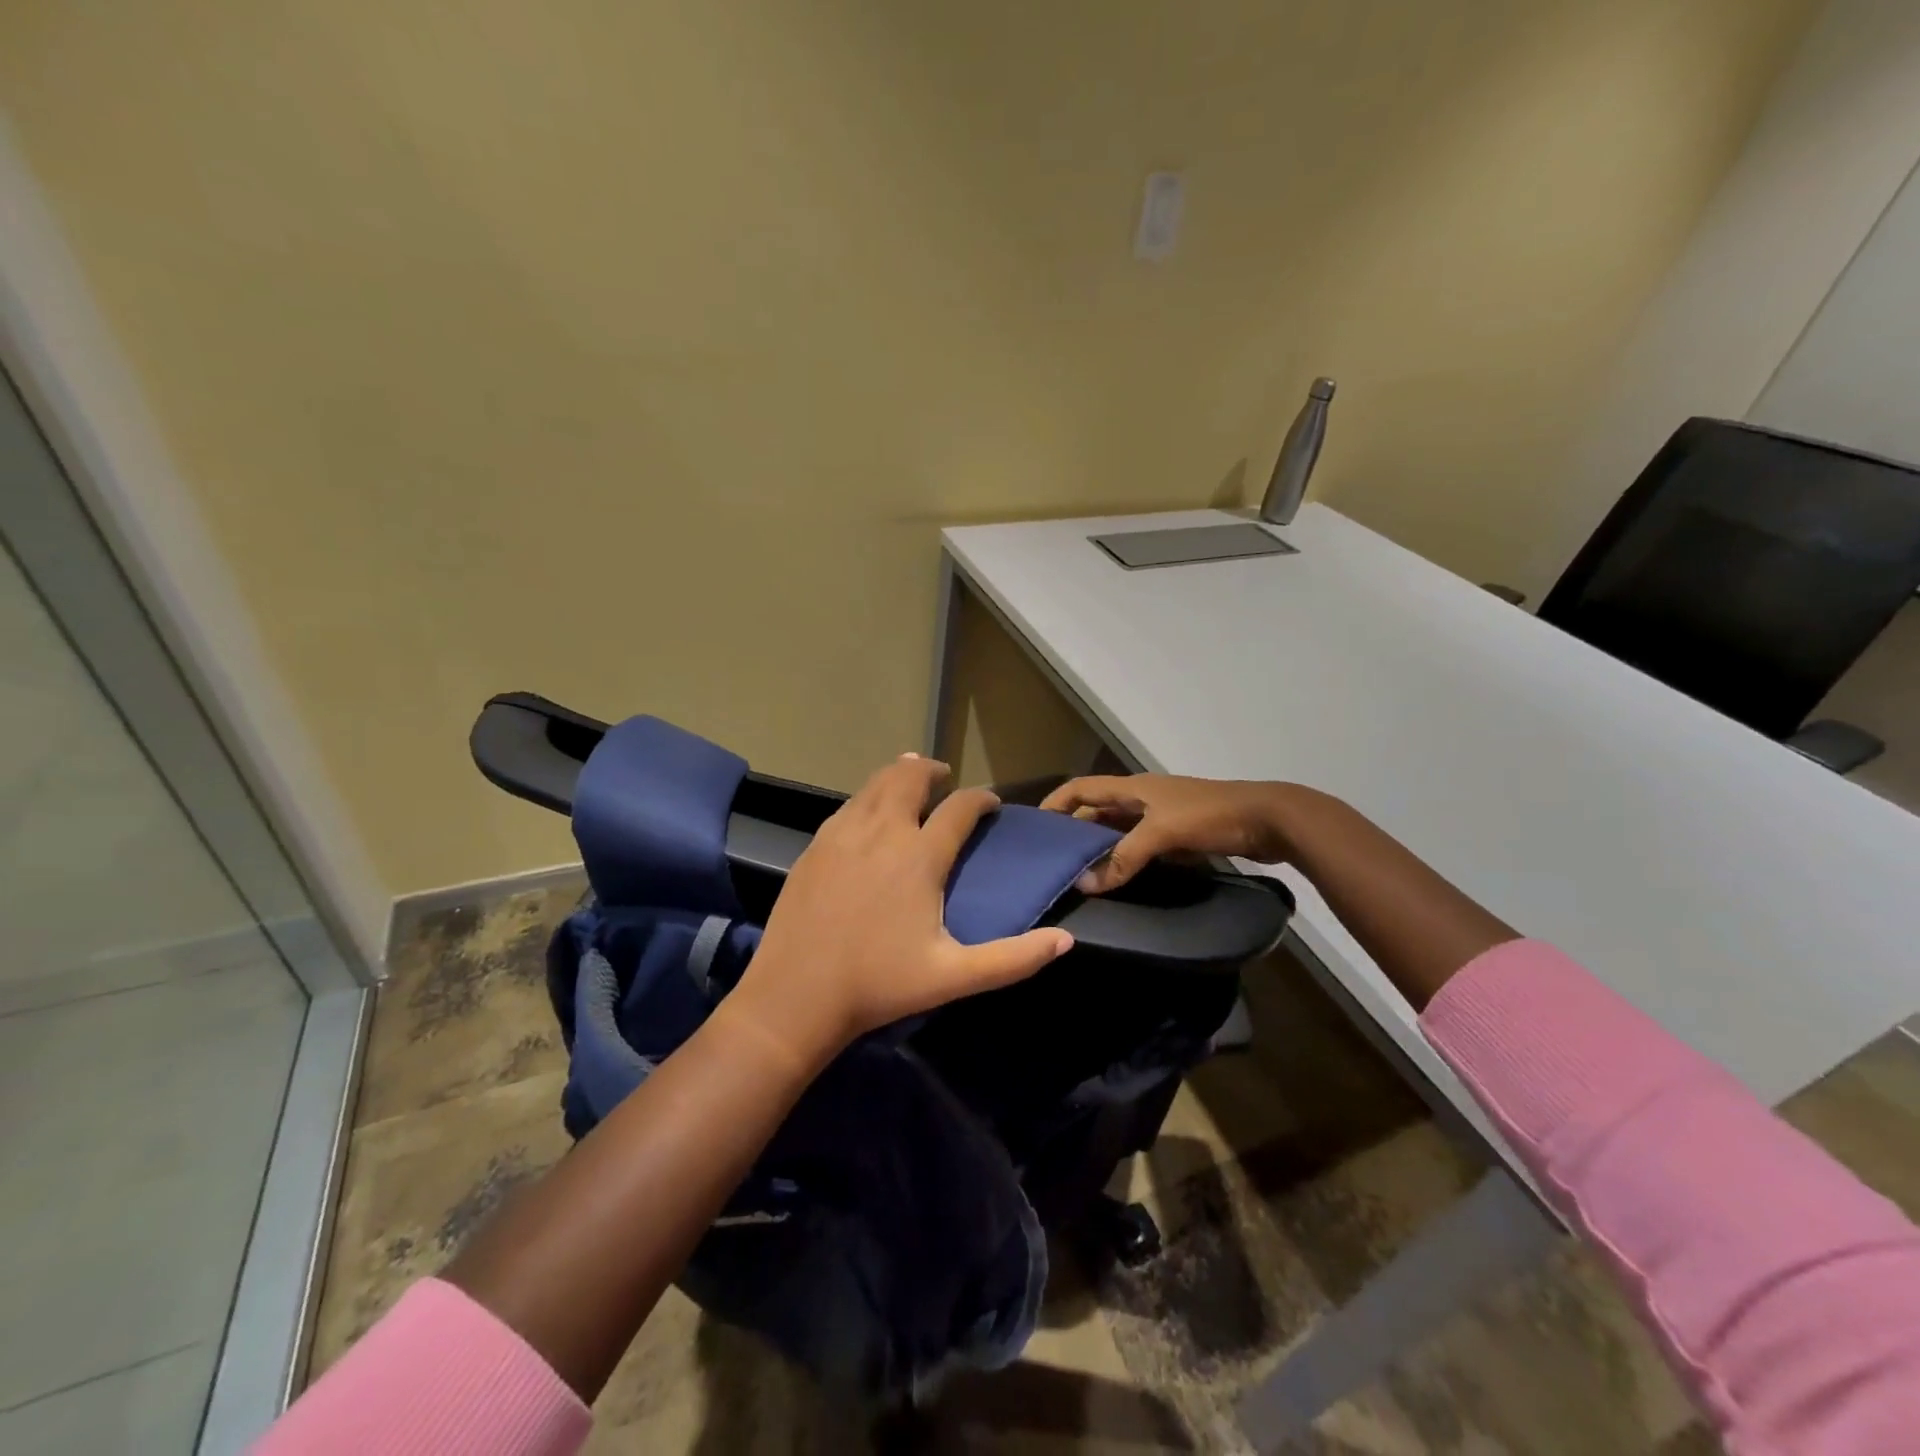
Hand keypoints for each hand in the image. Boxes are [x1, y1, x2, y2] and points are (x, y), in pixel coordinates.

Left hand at [727, 755, 1073, 1064]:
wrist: (796, 994)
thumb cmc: (880, 984)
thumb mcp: (954, 976)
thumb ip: (1013, 958)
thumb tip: (1065, 940)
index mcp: (919, 856)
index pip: (960, 808)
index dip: (981, 799)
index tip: (991, 803)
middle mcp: (882, 831)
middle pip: (910, 777)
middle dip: (933, 770)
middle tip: (945, 778)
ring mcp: (842, 834)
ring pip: (875, 783)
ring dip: (898, 776)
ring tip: (910, 782)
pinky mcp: (815, 845)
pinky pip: (849, 805)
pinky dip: (868, 797)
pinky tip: (869, 814)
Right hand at [1040, 774, 1291, 892]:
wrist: (1269, 819)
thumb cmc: (1211, 815)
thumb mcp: (1162, 833)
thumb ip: (1124, 857)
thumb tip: (1085, 885)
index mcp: (1133, 788)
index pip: (1081, 788)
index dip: (1056, 803)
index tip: (1033, 828)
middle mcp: (1141, 799)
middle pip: (1096, 810)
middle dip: (1073, 831)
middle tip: (1051, 860)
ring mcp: (1160, 817)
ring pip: (1118, 831)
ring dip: (1098, 848)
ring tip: (1076, 874)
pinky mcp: (1178, 836)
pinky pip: (1140, 846)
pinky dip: (1124, 859)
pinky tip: (1116, 879)